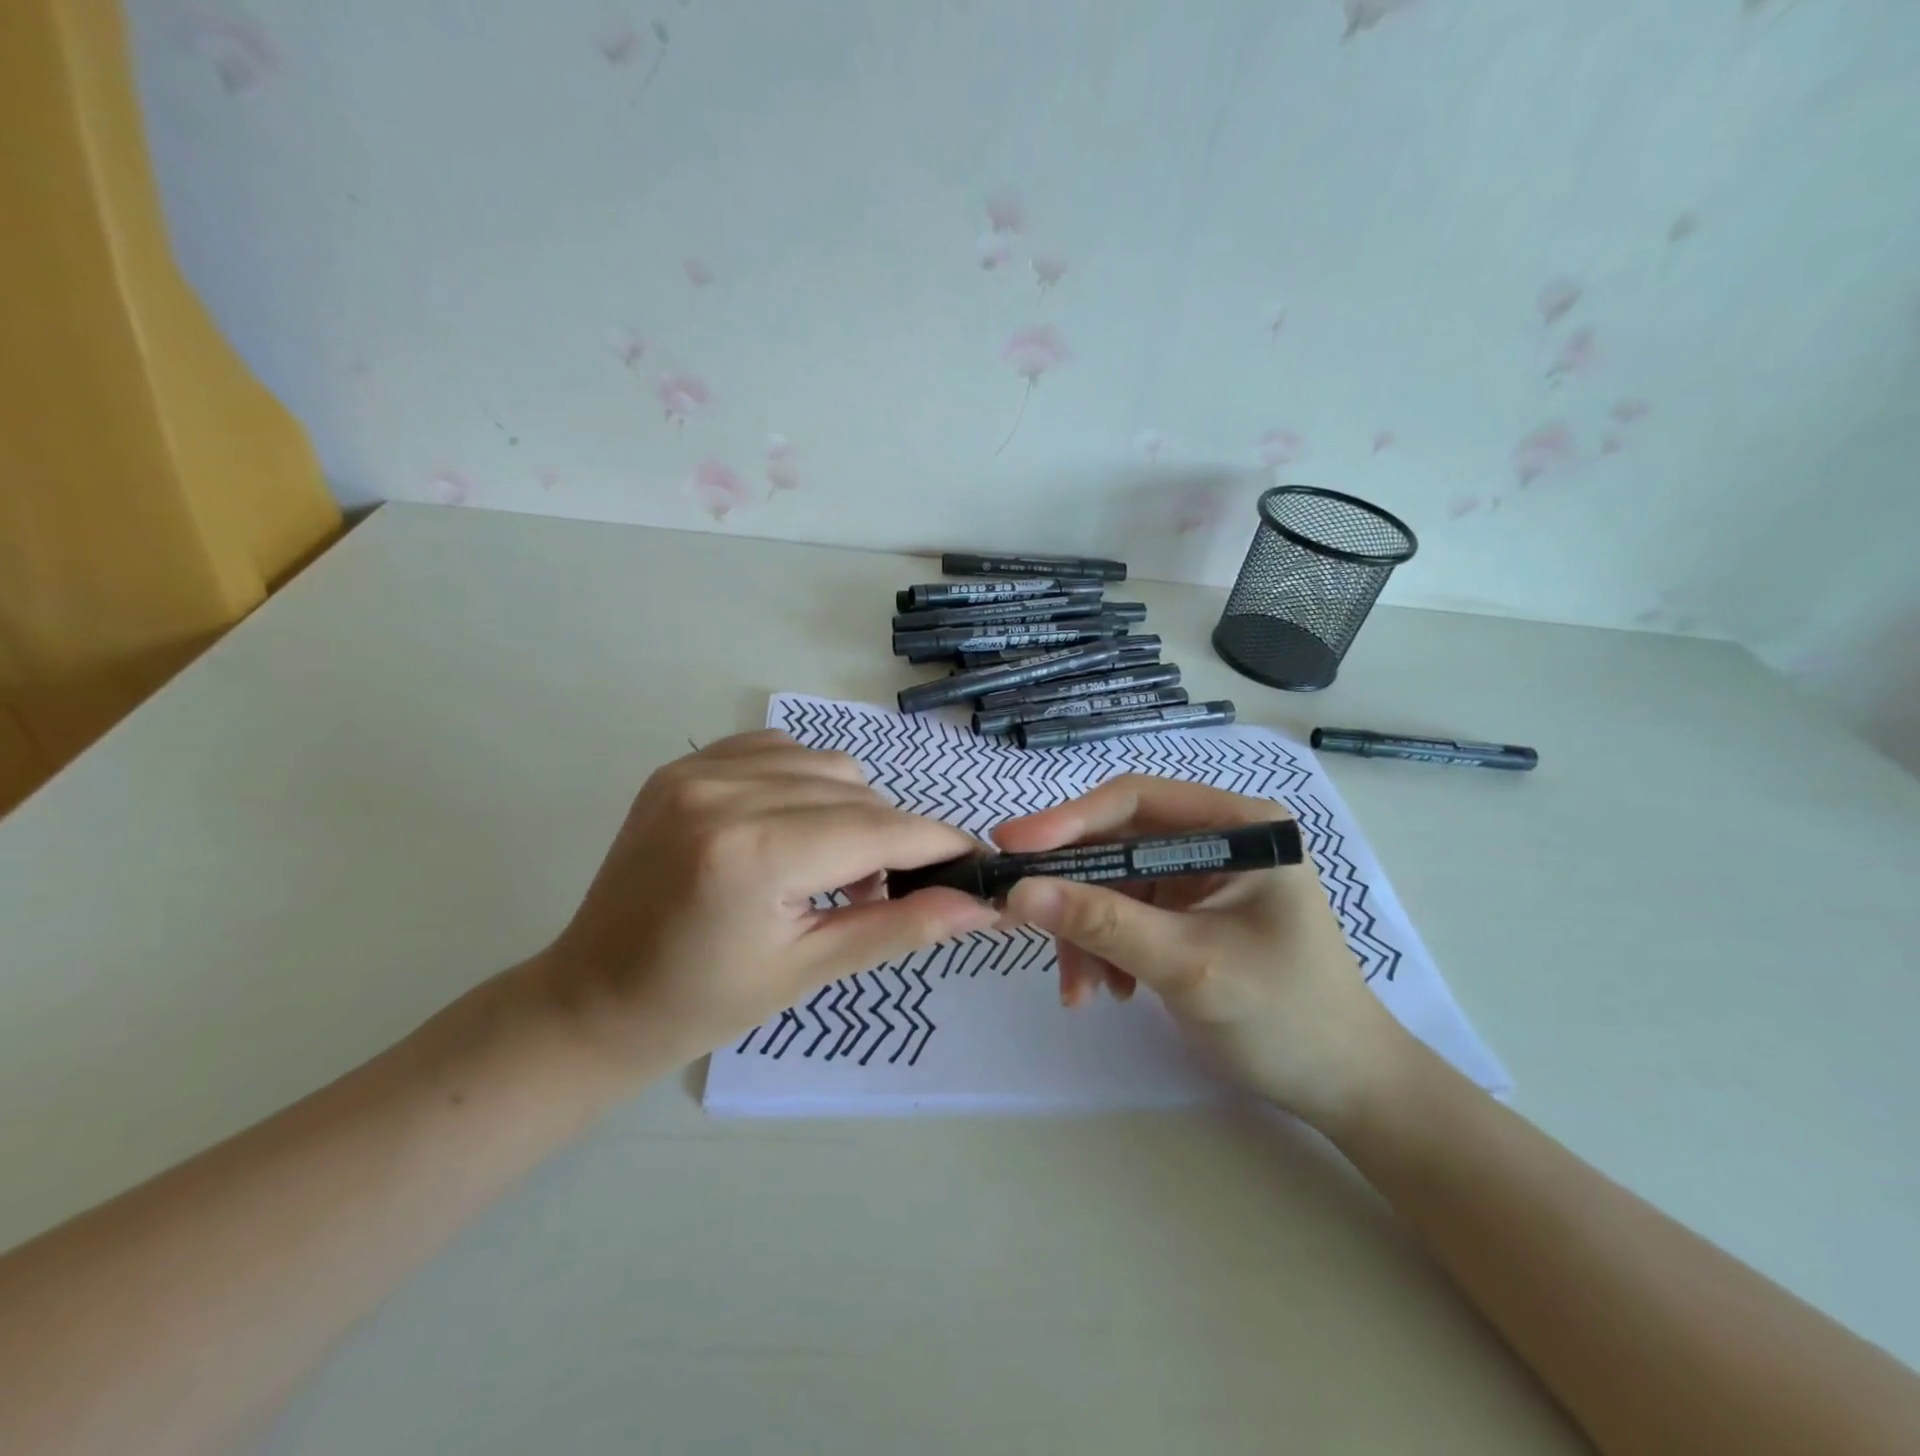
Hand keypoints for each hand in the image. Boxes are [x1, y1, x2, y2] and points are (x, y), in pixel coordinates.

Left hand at [537, 731, 998, 1072]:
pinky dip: (808, 782)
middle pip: (857, 794)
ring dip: (853, 808)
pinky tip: (795, 827)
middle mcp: (725, 793)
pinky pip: (781, 750)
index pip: (876, 831)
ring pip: (827, 765)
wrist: (594, 998)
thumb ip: (900, 926)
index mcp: (752, 855)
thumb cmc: (702, 1003)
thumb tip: (979, 906)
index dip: (935, 843)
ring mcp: (698, 770)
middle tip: (884, 889)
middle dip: (893, 838)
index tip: (973, 859)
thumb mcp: (809, 970)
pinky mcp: (685, 764)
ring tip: (832, 863)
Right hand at [995, 775, 1410, 1125]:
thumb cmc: (1285, 1018)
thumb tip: (1019, 892)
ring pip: (1111, 883)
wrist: (1342, 1089)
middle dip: (1074, 892)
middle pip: (1117, 843)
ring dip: (1085, 933)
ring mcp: (1199, 877)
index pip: (1136, 800)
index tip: (1012, 849)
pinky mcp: (1186, 913)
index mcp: (1238, 825)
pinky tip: (1109, 991)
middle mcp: (1216, 839)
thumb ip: (1103, 924)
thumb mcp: (1189, 965)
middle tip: (1019, 920)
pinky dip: (1103, 949)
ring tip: (1082, 989)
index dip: (1068, 820)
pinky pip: (1122, 915)